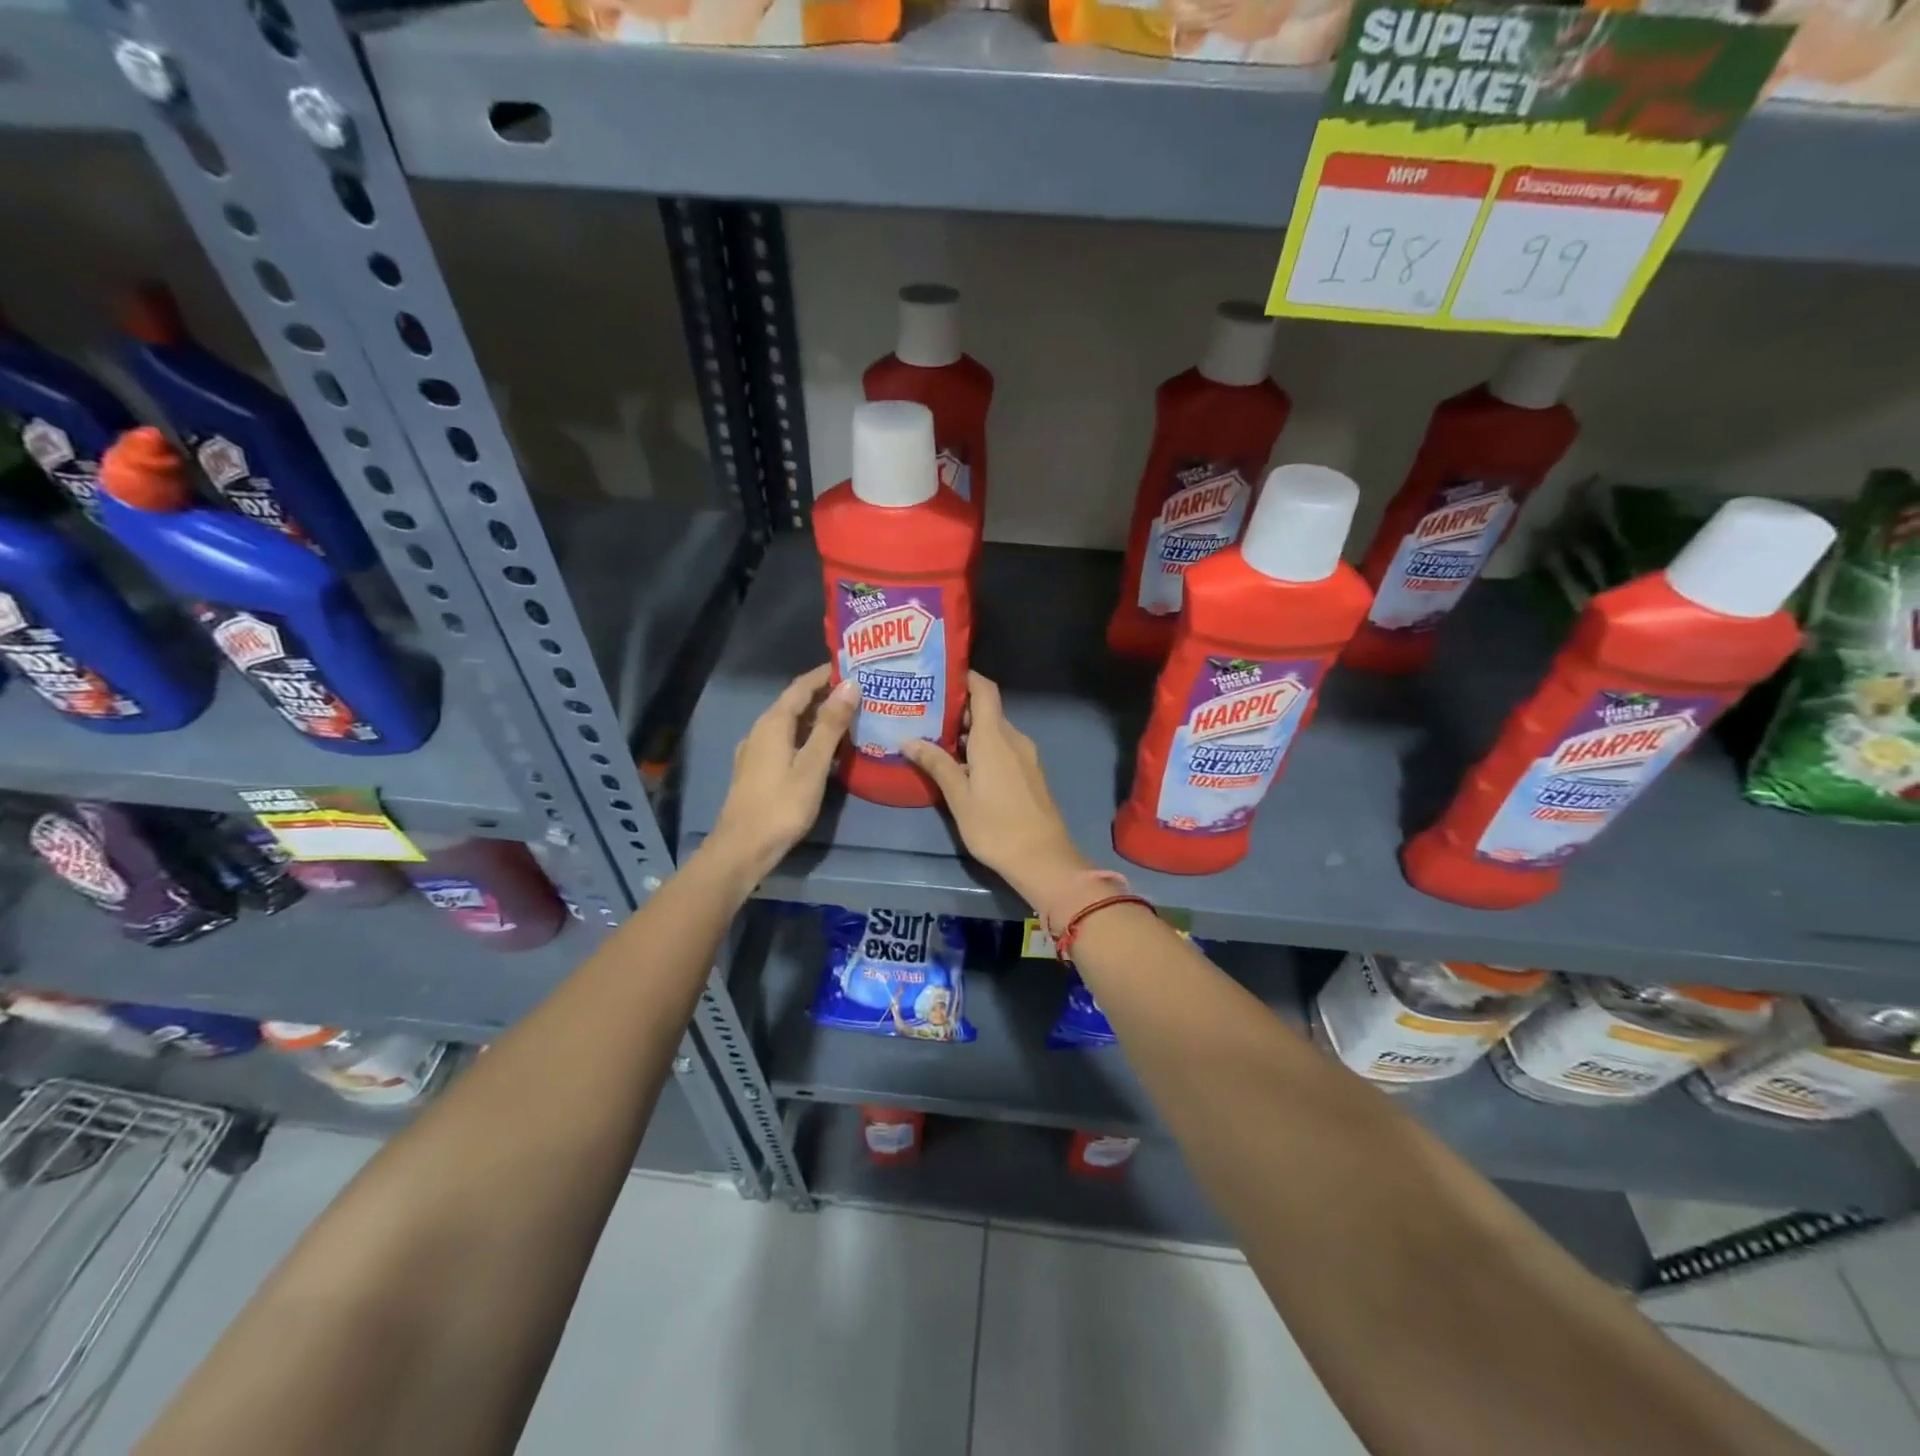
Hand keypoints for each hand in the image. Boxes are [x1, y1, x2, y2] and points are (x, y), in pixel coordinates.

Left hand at [707, 665, 858, 883]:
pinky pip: (786, 742)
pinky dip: (807, 737)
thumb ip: (831, 725)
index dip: (825, 675)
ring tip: (848, 718)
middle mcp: (760, 731)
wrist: (742, 848)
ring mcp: (756, 752)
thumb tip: (850, 684)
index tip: (852, 666)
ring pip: (790, 725)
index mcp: (773, 724)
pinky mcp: (757, 771)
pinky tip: (824, 750)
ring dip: (817, 718)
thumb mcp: (813, 764)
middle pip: (794, 704)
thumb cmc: (781, 805)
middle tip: (858, 692)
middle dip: (824, 695)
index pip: (801, 687)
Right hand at [903, 672, 1089, 905]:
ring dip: (969, 733)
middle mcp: (1014, 738)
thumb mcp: (959, 797)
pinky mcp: (1029, 773)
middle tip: (924, 712)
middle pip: (987, 711)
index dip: (966, 677)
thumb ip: (936, 764)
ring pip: (995, 732)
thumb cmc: (996, 826)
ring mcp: (1025, 756)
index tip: (940, 676)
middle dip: (958, 709)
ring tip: (935, 738)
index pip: (984, 690)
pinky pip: (1003, 749)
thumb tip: (908, 740)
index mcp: (996, 737)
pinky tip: (961, 764)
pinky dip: (982, 748)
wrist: (1043, 859)